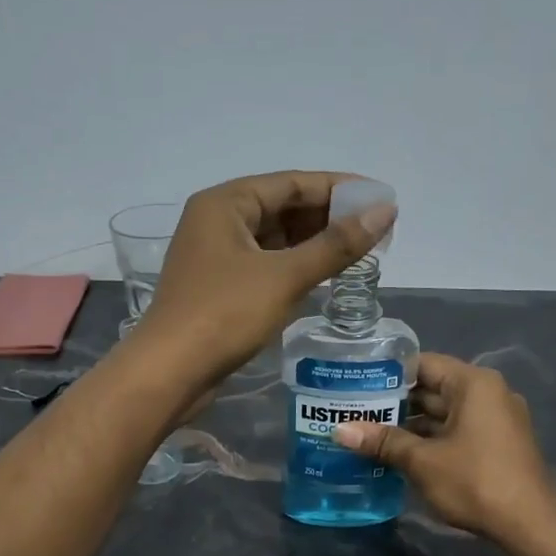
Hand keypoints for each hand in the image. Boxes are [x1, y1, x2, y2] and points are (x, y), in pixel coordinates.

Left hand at [138, 171, 394, 380]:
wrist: (170, 372)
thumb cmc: (224, 314)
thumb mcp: (285, 276)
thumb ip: (336, 244)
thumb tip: (386, 210)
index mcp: (226, 203)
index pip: (292, 182)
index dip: (340, 189)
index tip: (381, 200)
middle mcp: (217, 221)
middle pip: (283, 208)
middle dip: (329, 217)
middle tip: (377, 230)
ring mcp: (216, 256)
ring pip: (275, 240)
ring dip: (314, 244)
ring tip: (360, 252)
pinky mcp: (220, 288)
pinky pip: (266, 265)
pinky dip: (295, 267)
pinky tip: (325, 276)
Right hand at [334, 354, 555, 555]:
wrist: (530, 525)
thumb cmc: (475, 482)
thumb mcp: (423, 461)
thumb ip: (383, 441)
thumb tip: (339, 431)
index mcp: (473, 384)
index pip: (423, 364)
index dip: (387, 373)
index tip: (355, 383)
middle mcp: (487, 393)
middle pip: (433, 388)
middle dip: (395, 402)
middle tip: (353, 411)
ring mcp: (495, 420)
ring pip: (443, 413)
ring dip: (410, 425)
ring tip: (367, 433)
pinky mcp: (497, 444)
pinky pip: (456, 431)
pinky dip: (430, 439)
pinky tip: (398, 453)